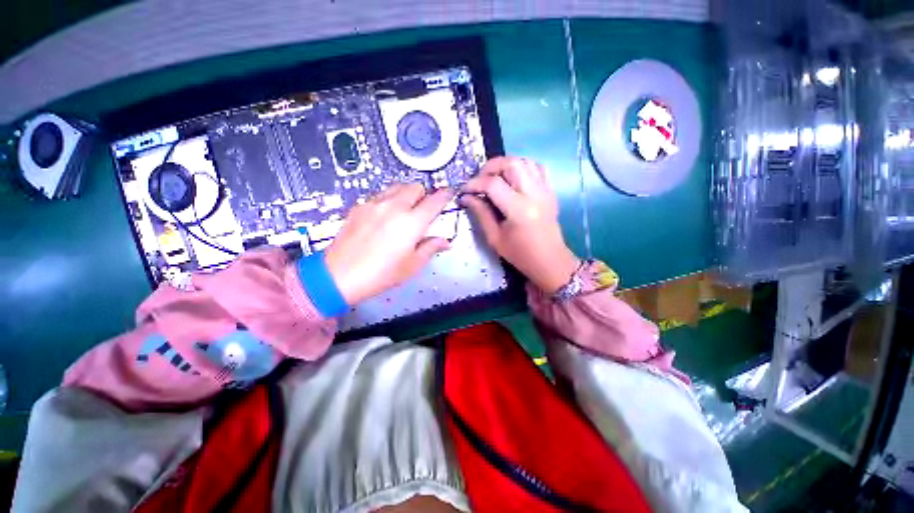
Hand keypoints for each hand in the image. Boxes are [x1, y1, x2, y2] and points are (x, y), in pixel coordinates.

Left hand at [325, 183, 451, 304]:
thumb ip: (431, 248)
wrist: (339, 276)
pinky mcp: (359, 206)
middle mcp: (394, 207)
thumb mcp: (412, 265)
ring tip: (403, 212)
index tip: (448, 194)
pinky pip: (380, 195)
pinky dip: (388, 201)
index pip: (435, 200)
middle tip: (422, 211)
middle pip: (415, 187)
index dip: (445, 195)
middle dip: (423, 195)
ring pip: (397, 187)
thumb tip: (445, 241)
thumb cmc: (381, 274)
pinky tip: (383, 218)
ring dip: (405, 195)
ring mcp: (374, 204)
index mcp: (411, 222)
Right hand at [461, 157, 578, 293]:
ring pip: (525, 161)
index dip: (474, 183)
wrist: (550, 261)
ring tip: (495, 178)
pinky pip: (538, 168)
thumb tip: (466, 197)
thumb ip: (481, 214)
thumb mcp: (494, 238)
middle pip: (511, 163)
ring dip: (506, 165)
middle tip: (479, 180)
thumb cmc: (520, 255)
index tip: (464, 190)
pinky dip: (523, 167)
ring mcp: (545, 190)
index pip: (493, 184)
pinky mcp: (550, 191)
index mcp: (519, 209)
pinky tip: (514, 179)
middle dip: (490, 167)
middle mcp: (534, 194)